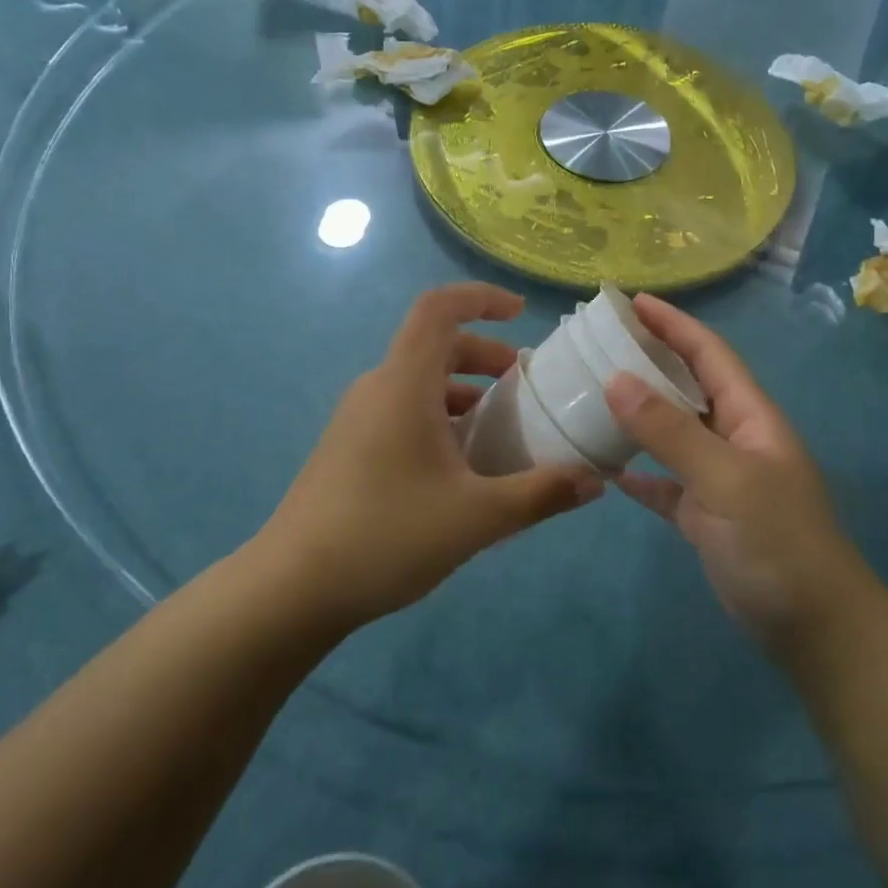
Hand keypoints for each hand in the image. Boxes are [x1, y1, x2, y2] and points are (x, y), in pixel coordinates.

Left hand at [262, 283, 603, 628]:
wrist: (291, 589)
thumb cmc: (385, 536)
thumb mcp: (477, 517)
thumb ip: (541, 494)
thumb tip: (596, 481)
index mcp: (403, 384)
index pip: (438, 309)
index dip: (480, 298)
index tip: (519, 312)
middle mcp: (376, 389)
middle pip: (434, 347)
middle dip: (485, 357)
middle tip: (524, 389)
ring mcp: (357, 420)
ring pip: (419, 384)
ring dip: (464, 394)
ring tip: (501, 434)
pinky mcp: (348, 449)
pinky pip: (402, 412)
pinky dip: (440, 420)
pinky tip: (461, 471)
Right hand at [603, 294, 876, 651]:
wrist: (815, 629)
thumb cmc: (777, 544)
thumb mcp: (726, 480)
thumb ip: (671, 431)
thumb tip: (615, 380)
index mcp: (750, 417)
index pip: (709, 353)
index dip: (672, 323)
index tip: (629, 300)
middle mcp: (735, 438)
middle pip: (688, 386)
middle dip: (650, 360)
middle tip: (598, 344)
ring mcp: (720, 479)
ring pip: (673, 433)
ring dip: (637, 414)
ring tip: (591, 394)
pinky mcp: (706, 517)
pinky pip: (666, 483)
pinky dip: (639, 473)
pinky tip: (607, 468)